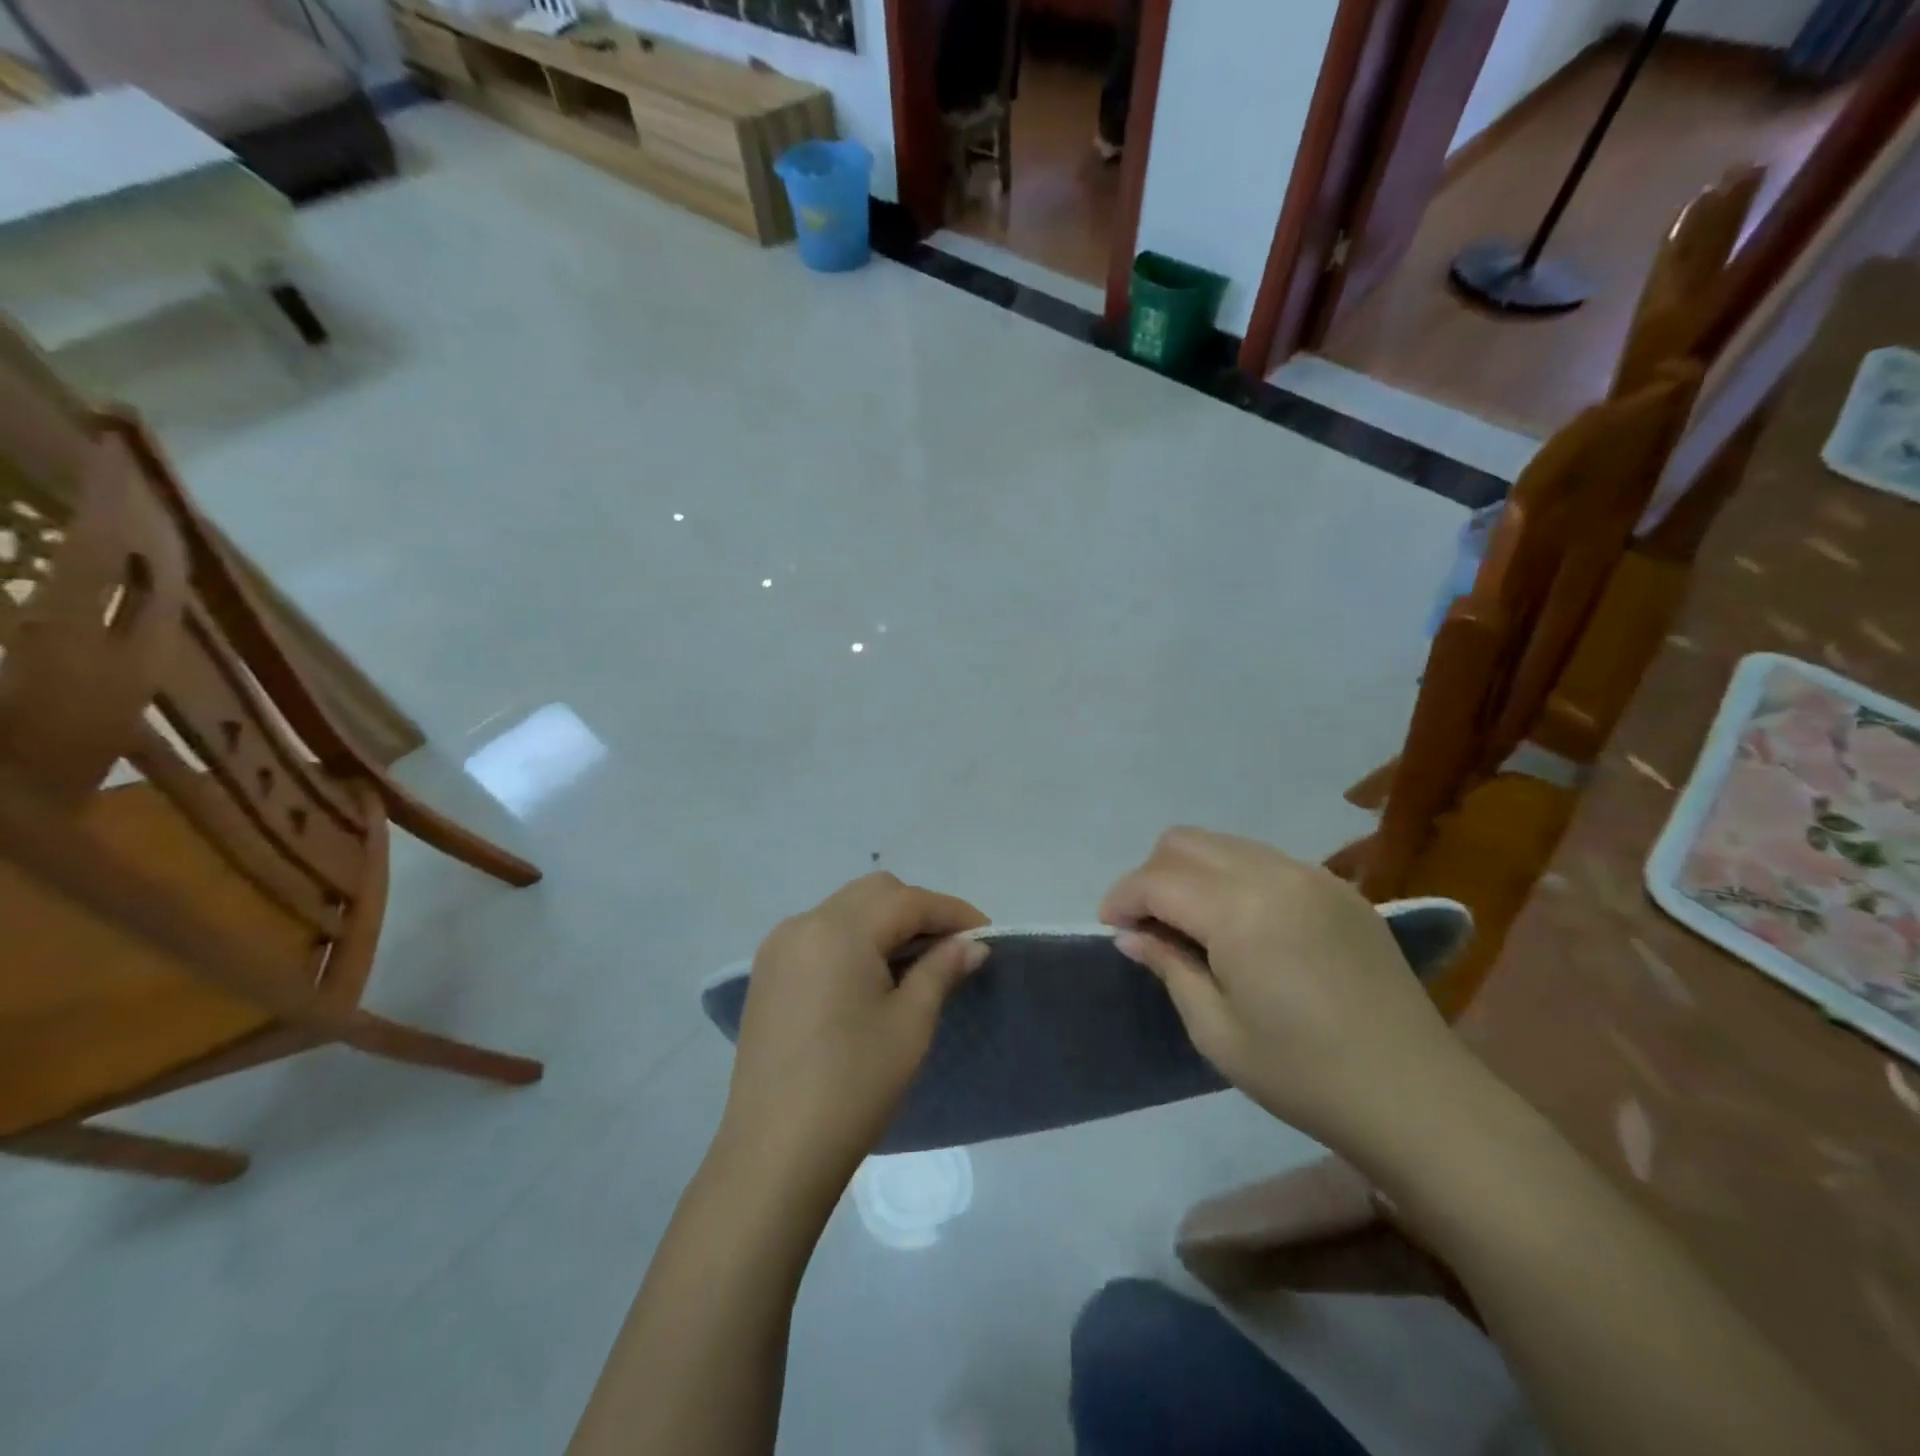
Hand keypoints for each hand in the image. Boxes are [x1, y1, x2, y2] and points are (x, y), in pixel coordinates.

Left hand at [720, 873, 988, 1193]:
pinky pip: (821, 934)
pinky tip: (873, 977)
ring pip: (845, 909)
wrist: (775, 1153)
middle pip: (874, 894)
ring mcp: (779, 948)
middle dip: (918, 911)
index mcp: (838, 929)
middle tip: (951, 948)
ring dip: (885, 923)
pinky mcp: (768, 974)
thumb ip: (942, 970)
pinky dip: (854, 940)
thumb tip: (972, 943)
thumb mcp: (910, 1024)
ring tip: (917, 963)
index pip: (907, 901)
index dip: (952, 912)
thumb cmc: (853, 1085)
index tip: (986, 933)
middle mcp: (803, 924)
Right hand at [1100, 828, 1468, 1152]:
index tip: (1111, 930)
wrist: (1417, 1097)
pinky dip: (1233, 877)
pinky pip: (1265, 860)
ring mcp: (1313, 876)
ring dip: (1192, 873)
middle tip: (1149, 927)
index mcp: (1240, 911)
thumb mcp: (1216, 1031)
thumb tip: (1131, 935)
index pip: (1157, 879)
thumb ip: (1169, 966)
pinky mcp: (1340, 889)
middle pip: (1186, 842)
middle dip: (1152, 876)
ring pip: (1225, 843)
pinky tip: (1242, 926)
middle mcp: (1275, 874)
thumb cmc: (1305, 1074)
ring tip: (1190, 925)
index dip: (1122, 899)